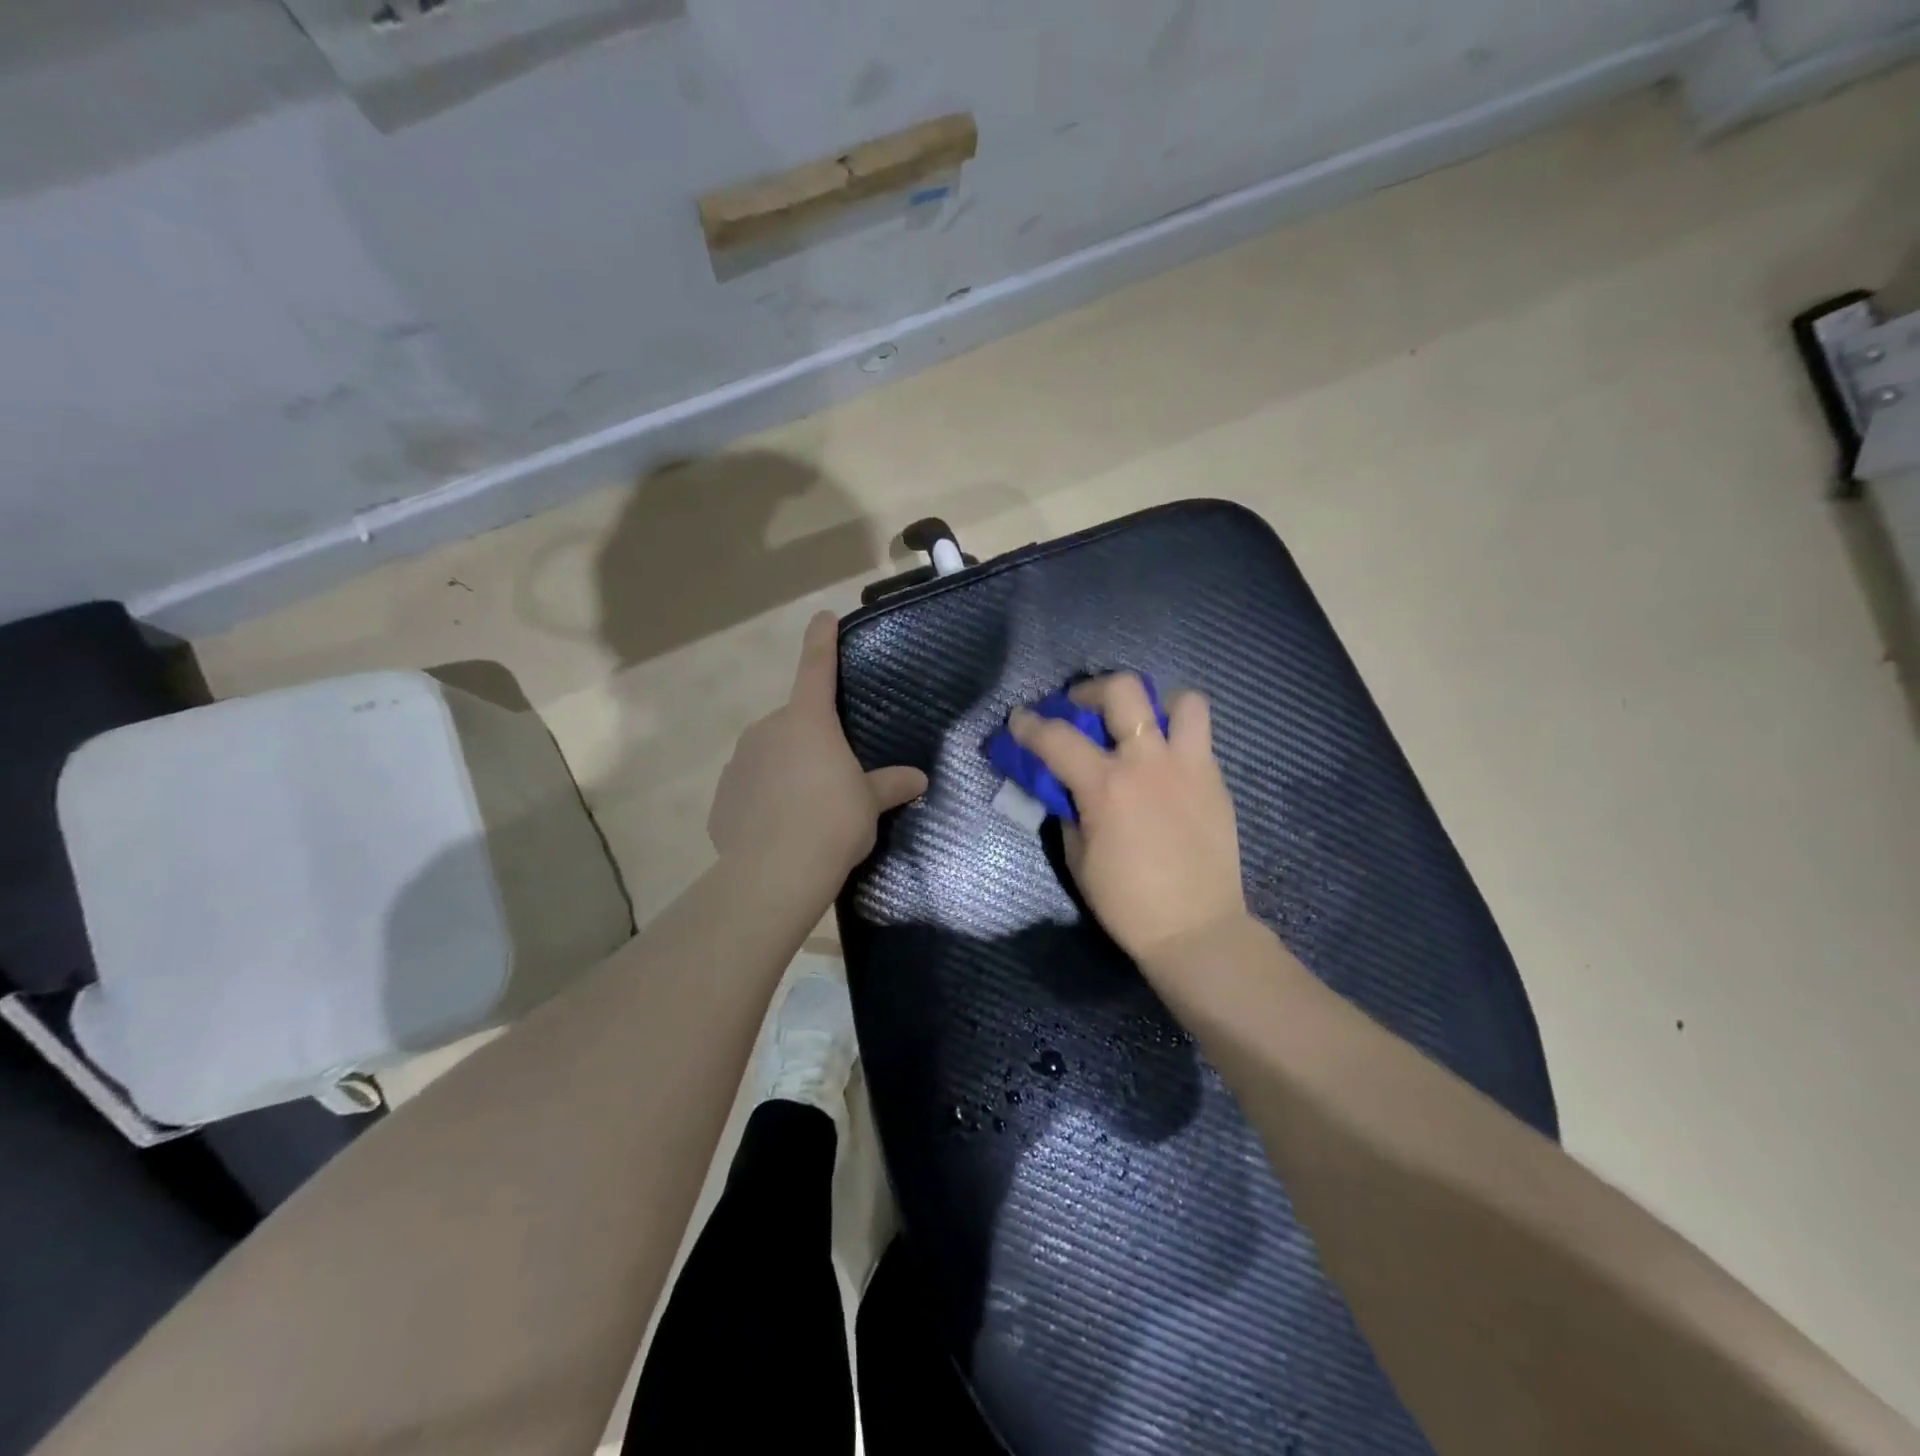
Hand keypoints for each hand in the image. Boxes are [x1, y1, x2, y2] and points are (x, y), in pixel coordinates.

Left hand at [708, 612, 927, 891]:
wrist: (775, 872)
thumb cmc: (833, 822)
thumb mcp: (869, 804)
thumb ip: (890, 785)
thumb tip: (918, 779)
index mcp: (808, 721)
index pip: (817, 667)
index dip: (822, 640)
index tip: (823, 617)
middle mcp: (768, 730)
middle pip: (795, 725)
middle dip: (811, 744)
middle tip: (833, 781)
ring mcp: (738, 763)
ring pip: (769, 757)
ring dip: (786, 773)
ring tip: (807, 814)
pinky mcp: (722, 797)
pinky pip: (750, 790)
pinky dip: (765, 802)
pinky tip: (779, 832)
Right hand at [1010, 673, 1248, 972]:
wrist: (1196, 929)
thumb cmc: (1127, 903)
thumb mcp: (1079, 858)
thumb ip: (1069, 812)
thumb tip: (1067, 789)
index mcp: (1106, 786)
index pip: (1056, 738)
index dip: (1029, 724)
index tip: (1018, 719)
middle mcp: (1148, 763)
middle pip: (1123, 691)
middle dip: (1092, 689)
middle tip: (1081, 707)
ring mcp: (1189, 767)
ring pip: (1182, 701)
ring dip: (1155, 705)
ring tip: (1141, 726)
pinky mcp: (1216, 781)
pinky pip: (1199, 739)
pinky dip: (1176, 739)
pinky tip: (1163, 767)